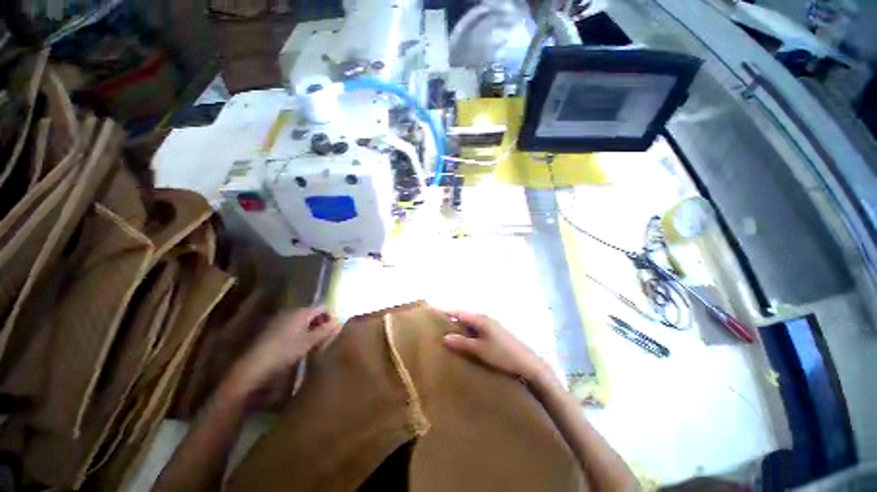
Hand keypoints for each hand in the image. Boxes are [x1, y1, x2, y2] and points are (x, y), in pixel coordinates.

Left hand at [220, 307, 340, 400]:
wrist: (253, 366)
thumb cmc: (285, 351)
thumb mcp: (309, 342)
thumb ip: (325, 331)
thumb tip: (338, 323)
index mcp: (301, 312)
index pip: (322, 308)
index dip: (331, 316)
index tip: (335, 330)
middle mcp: (291, 312)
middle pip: (312, 314)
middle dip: (321, 324)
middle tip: (326, 338)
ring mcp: (280, 320)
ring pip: (302, 321)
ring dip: (310, 330)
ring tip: (314, 344)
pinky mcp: (272, 330)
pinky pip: (292, 327)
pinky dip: (299, 334)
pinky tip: (299, 347)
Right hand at [441, 310, 553, 384]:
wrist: (528, 363)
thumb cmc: (503, 355)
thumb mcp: (480, 350)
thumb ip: (462, 343)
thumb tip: (444, 337)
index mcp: (480, 319)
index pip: (458, 312)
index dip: (445, 311)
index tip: (432, 313)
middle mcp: (485, 318)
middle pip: (464, 316)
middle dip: (451, 319)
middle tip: (436, 326)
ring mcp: (491, 325)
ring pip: (470, 323)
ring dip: (460, 327)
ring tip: (447, 334)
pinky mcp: (495, 333)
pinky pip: (477, 329)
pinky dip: (468, 332)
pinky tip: (464, 341)